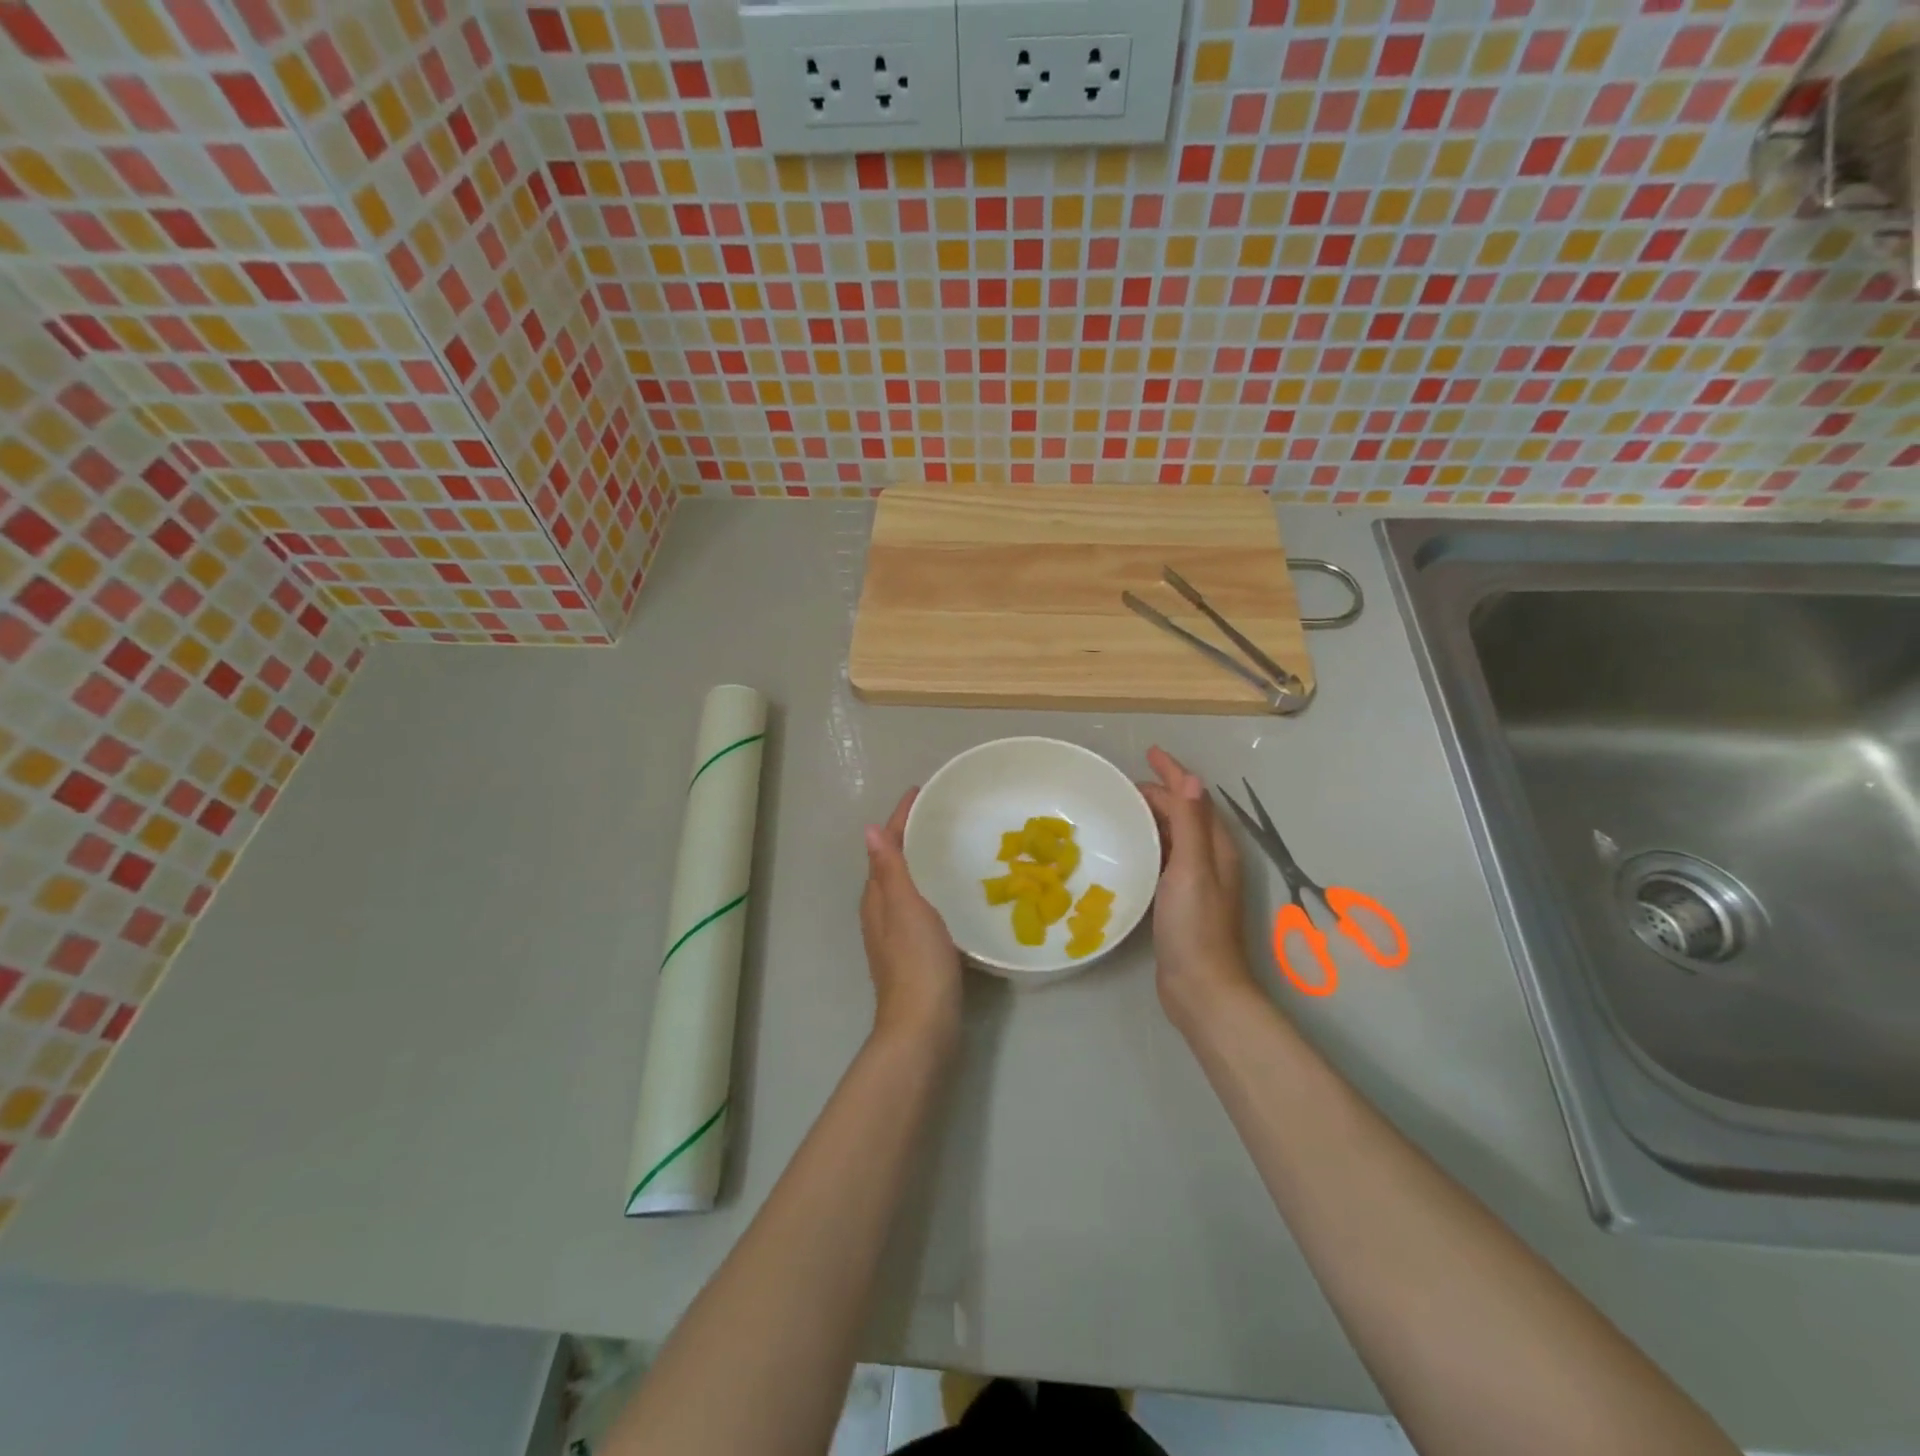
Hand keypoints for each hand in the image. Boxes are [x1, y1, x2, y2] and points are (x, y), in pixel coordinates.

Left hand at [861, 789, 963, 1050]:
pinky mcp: (914, 951)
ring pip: (905, 884)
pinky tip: (951, 891)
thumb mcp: (905, 909)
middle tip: (939, 814)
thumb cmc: (917, 962)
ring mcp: (895, 934)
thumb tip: (870, 829)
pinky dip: (931, 887)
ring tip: (948, 844)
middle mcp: (881, 912)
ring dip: (921, 861)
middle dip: (910, 836)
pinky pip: (920, 905)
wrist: (923, 1024)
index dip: (900, 819)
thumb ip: (890, 870)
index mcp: (877, 898)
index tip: (920, 793)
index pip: (886, 847)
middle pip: (893, 863)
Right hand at [1137, 746, 1260, 1029]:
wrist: (1201, 988)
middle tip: (1121, 788)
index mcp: (1216, 847)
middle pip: (1183, 814)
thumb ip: (1191, 824)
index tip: (1149, 753)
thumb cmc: (1196, 926)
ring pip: (1171, 836)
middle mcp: (1209, 859)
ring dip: (1150, 818)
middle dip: (1158, 794)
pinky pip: (1162, 858)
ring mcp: (1195, 881)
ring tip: (1119, 810)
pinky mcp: (1179, 901)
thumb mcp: (1193, 869)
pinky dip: (1147, 844)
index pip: (1194, 798)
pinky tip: (1126, 851)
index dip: (1173, 773)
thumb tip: (1190, 778)